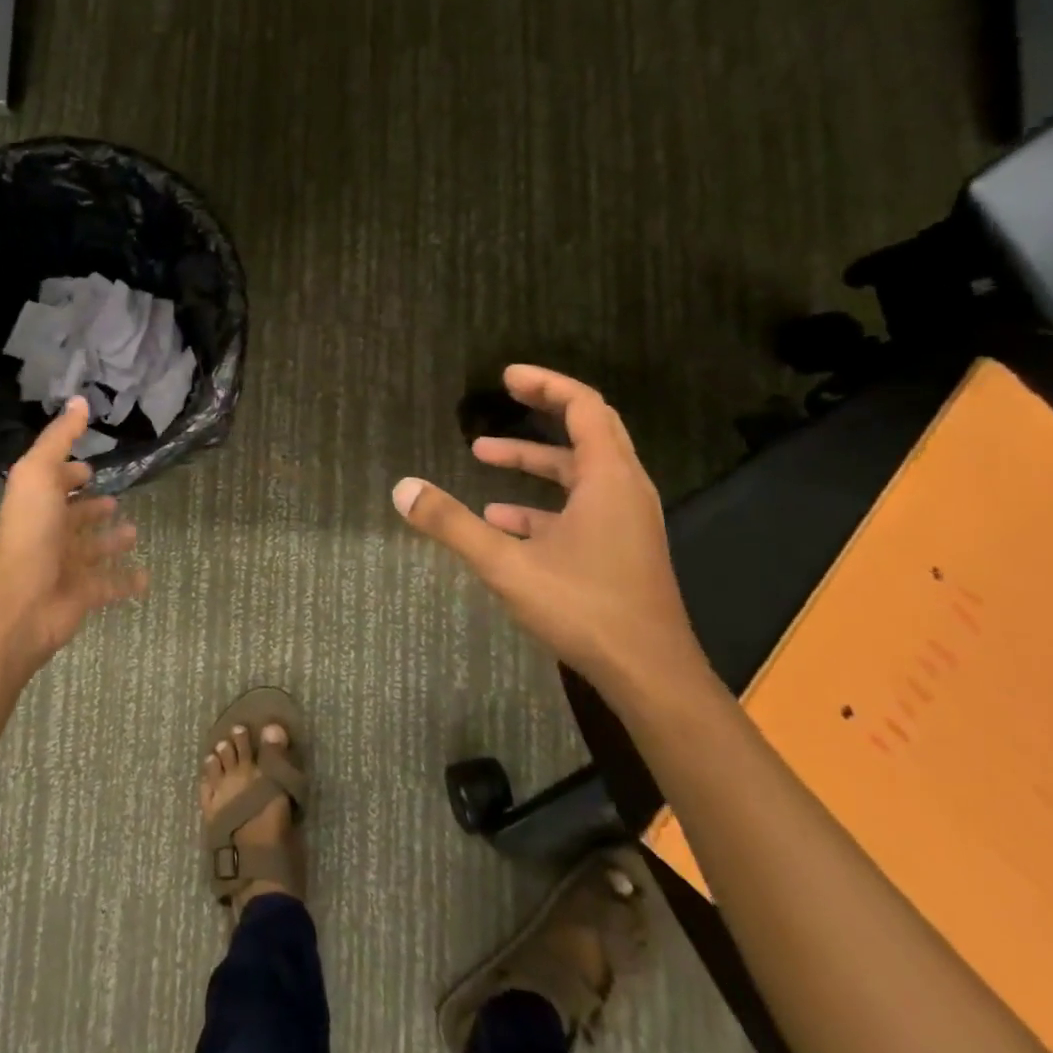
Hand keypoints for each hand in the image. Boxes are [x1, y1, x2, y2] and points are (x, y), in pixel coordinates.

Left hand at [0, 397, 146, 665]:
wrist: (23, 599)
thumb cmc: (31, 530)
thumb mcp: (39, 472)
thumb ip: (60, 438)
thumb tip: (79, 400)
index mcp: (38, 503)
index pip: (54, 483)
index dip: (68, 474)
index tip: (89, 468)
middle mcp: (50, 533)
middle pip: (73, 518)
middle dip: (92, 508)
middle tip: (115, 501)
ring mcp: (66, 566)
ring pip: (92, 550)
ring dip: (111, 541)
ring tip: (133, 531)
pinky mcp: (83, 594)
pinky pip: (110, 586)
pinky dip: (126, 581)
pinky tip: (145, 576)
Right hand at [392, 366, 709, 704]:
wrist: (650, 675)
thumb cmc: (584, 608)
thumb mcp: (507, 564)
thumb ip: (452, 525)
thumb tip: (402, 489)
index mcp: (608, 478)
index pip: (583, 406)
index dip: (546, 385)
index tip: (507, 377)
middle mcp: (624, 489)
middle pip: (588, 429)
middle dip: (544, 409)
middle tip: (506, 395)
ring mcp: (625, 520)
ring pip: (580, 472)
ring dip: (535, 460)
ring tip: (481, 456)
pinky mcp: (620, 547)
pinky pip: (581, 507)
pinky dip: (542, 502)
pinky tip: (500, 519)